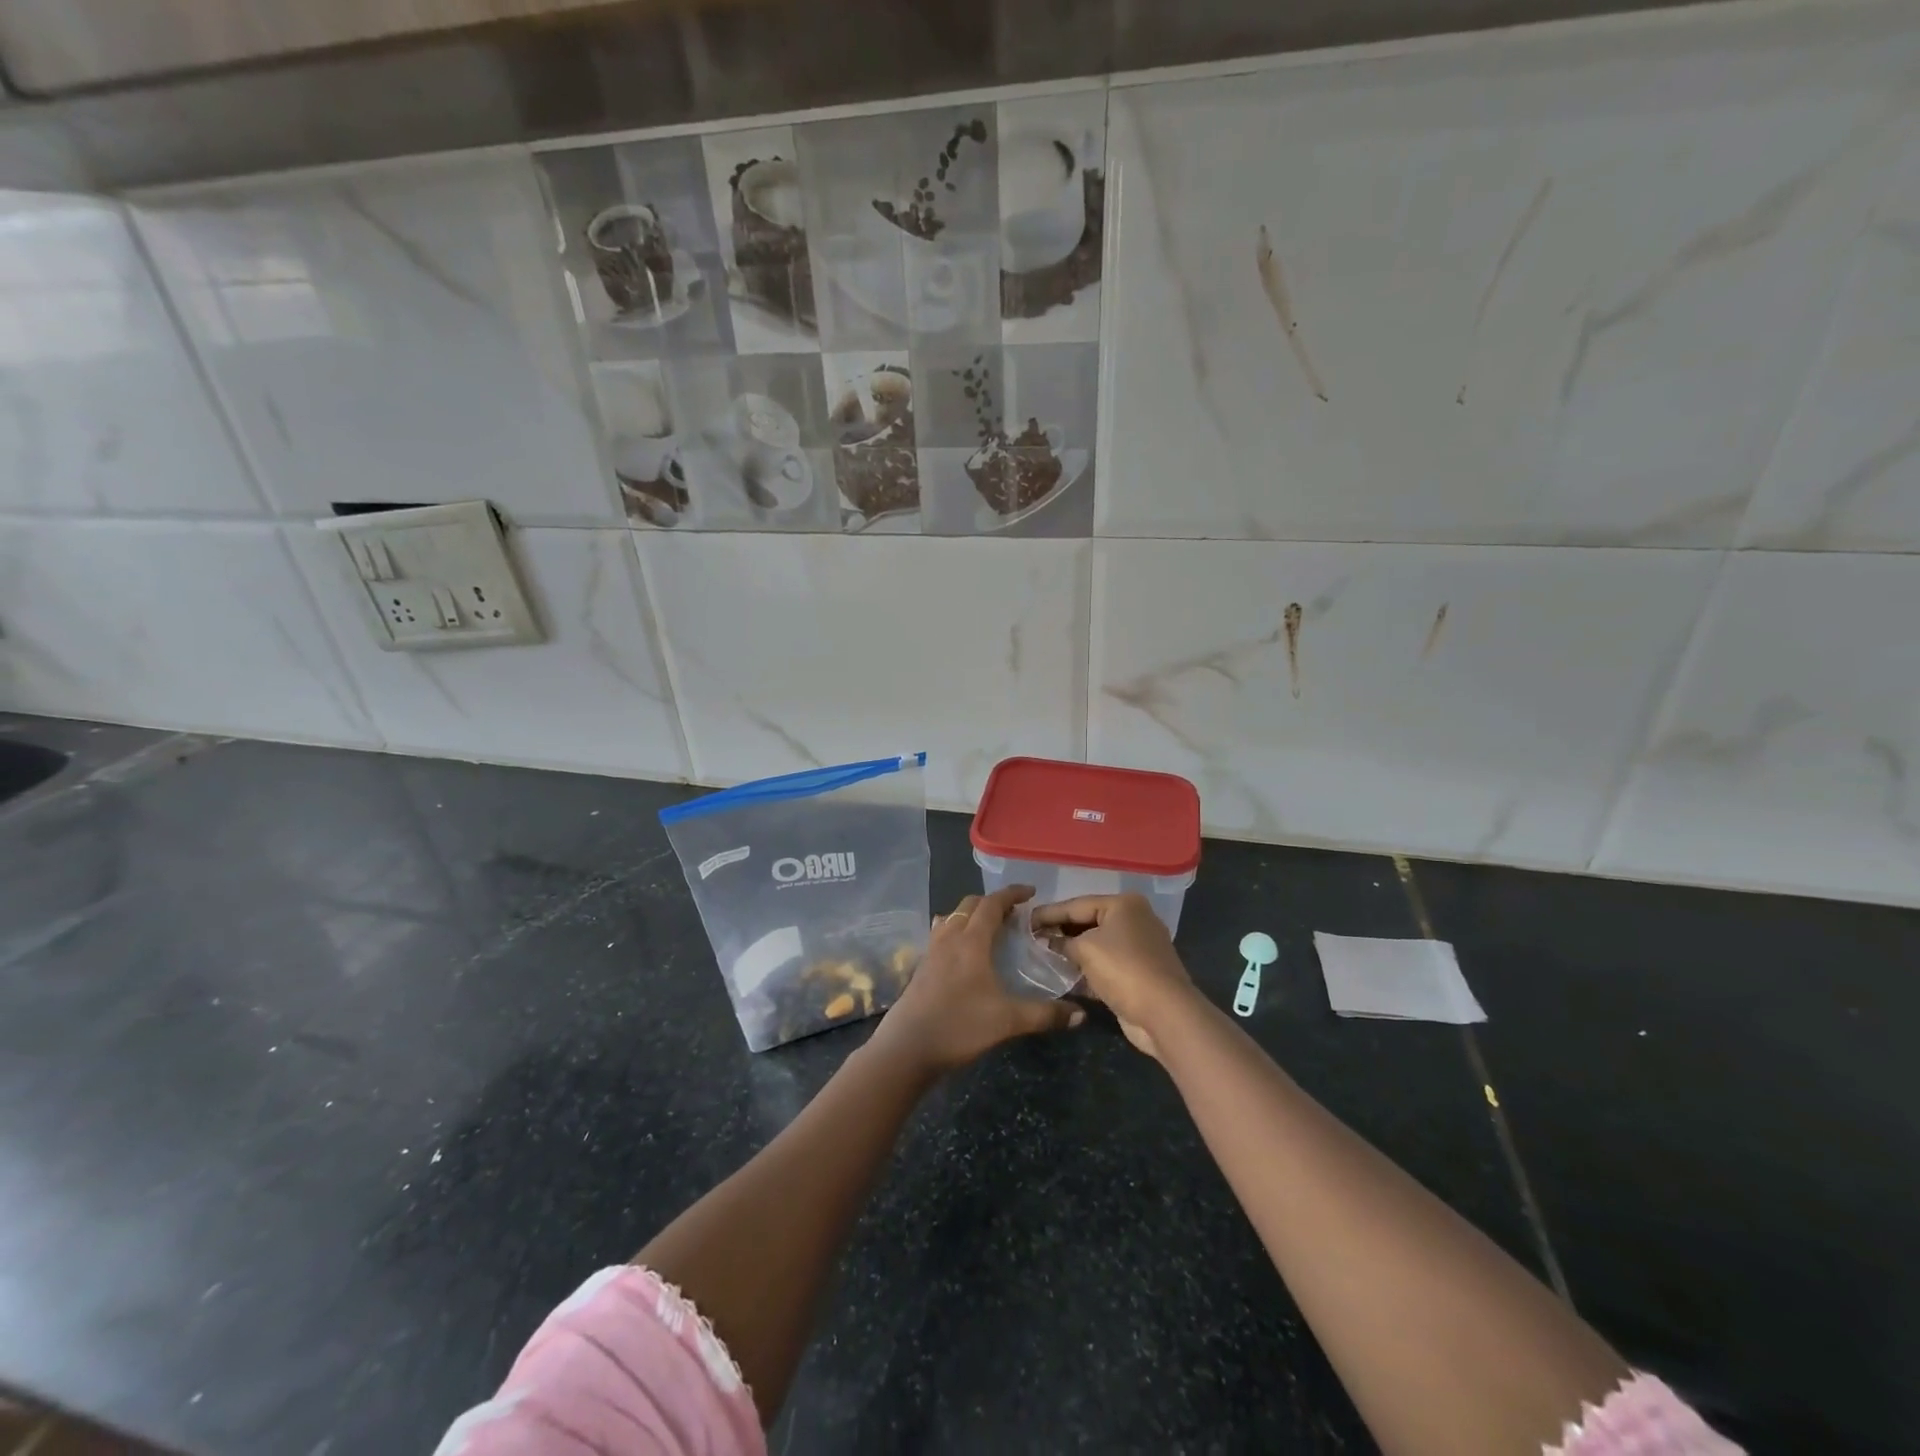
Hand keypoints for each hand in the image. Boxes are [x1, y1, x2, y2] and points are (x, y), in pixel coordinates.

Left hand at [871, 885, 1084, 1072]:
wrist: (907, 1048)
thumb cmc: (959, 1026)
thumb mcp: (1008, 1021)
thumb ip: (1045, 1015)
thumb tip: (1080, 1015)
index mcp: (971, 941)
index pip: (992, 904)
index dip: (1012, 893)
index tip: (1031, 892)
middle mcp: (949, 937)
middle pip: (970, 904)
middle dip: (993, 902)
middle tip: (1015, 914)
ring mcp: (931, 951)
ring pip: (952, 917)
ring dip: (972, 914)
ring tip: (990, 928)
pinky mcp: (921, 966)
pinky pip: (941, 933)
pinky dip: (956, 929)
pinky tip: (963, 951)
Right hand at [1029, 894, 1195, 1059]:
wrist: (1164, 1013)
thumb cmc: (1123, 969)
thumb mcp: (1085, 949)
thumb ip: (1062, 942)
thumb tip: (1047, 941)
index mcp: (1124, 905)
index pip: (1077, 904)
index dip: (1049, 913)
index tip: (1025, 921)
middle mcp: (1134, 920)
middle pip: (1088, 922)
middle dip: (1060, 932)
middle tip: (1032, 938)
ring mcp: (1139, 947)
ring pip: (1097, 945)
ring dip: (1072, 952)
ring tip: (1043, 955)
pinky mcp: (1138, 972)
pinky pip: (1105, 964)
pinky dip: (1086, 969)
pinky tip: (1064, 975)